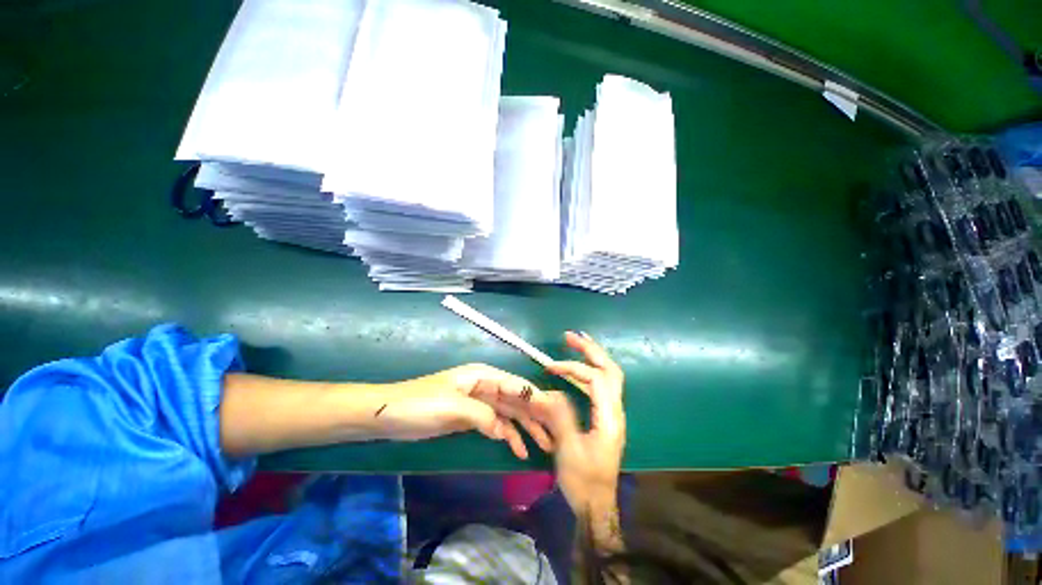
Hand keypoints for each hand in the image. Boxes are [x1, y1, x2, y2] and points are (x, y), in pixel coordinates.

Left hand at [375, 363, 553, 458]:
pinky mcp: (472, 417)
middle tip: (554, 436)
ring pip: (509, 413)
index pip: (517, 385)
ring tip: (543, 447)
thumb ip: (483, 416)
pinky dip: (508, 435)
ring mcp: (479, 402)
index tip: (557, 415)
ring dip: (526, 428)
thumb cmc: (420, 404)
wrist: (388, 415)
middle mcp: (486, 386)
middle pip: (517, 400)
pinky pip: (496, 425)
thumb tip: (503, 430)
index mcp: (483, 376)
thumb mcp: (452, 407)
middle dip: (536, 416)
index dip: (537, 398)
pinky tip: (518, 449)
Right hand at [533, 332, 625, 513]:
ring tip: (574, 343)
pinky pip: (600, 385)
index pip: (596, 379)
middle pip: (610, 369)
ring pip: (608, 375)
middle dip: (591, 350)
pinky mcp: (606, 415)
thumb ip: (561, 417)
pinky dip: (589, 371)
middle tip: (571, 336)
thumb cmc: (583, 481)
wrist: (597, 504)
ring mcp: (612, 412)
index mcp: (609, 417)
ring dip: (591, 357)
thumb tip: (553, 390)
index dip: (573, 368)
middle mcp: (615, 410)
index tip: (550, 368)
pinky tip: (577, 368)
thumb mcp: (569, 450)